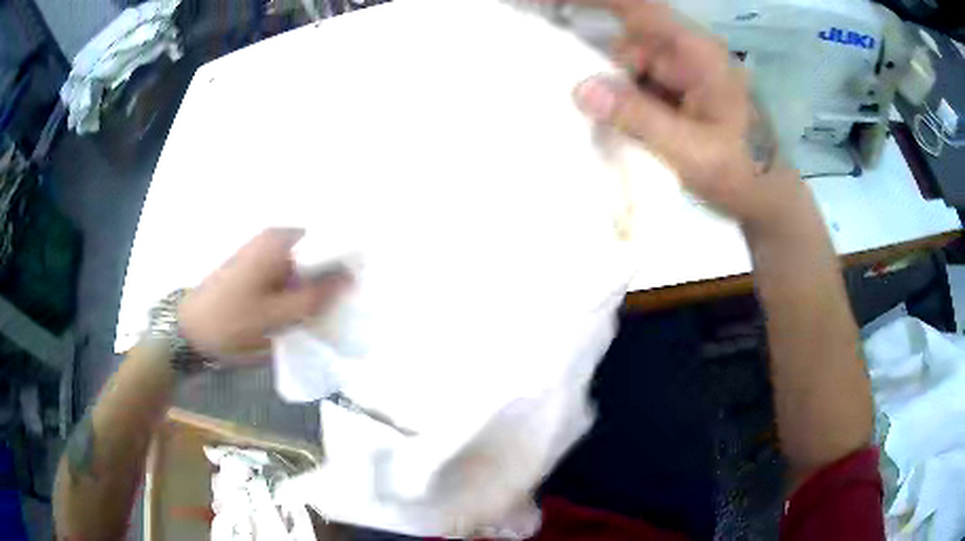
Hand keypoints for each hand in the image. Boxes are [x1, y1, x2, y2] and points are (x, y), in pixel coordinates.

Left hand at [179, 229, 349, 358]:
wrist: (189, 331)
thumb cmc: (231, 323)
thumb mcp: (277, 316)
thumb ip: (315, 297)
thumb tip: (349, 278)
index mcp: (278, 242)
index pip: (327, 241)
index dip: (344, 264)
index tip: (355, 291)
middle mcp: (272, 239)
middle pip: (315, 252)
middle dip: (328, 278)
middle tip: (336, 309)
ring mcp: (261, 252)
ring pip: (302, 266)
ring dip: (311, 287)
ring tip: (319, 314)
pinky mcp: (254, 267)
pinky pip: (287, 274)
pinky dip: (296, 290)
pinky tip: (297, 313)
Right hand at [569, 0, 784, 223]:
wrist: (765, 197)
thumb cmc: (740, 173)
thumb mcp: (691, 151)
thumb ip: (639, 118)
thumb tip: (580, 89)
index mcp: (696, 54)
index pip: (638, 9)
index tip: (547, 3)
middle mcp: (685, 53)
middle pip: (625, 45)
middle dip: (606, 78)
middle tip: (599, 120)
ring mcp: (681, 71)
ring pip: (627, 68)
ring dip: (617, 98)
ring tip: (627, 139)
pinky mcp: (677, 89)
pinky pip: (637, 85)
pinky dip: (625, 106)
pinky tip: (631, 134)